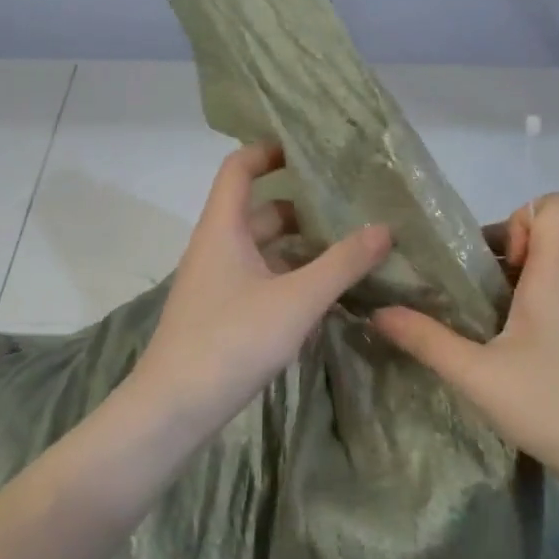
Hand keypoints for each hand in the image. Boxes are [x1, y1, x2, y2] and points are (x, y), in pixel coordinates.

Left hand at [132, 143, 391, 441]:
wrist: (174, 408)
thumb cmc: (231, 340)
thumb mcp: (296, 300)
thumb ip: (342, 263)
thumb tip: (384, 227)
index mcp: (223, 228)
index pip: (239, 168)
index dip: (269, 150)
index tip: (309, 149)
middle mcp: (215, 247)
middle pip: (258, 210)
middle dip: (300, 205)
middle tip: (349, 206)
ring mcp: (216, 283)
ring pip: (261, 249)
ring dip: (299, 246)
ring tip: (348, 247)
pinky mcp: (221, 314)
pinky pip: (260, 279)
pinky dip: (289, 277)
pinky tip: (324, 293)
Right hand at [372, 193, 558, 502]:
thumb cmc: (557, 408)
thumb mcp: (478, 377)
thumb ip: (426, 341)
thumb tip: (378, 312)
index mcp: (556, 277)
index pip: (555, 206)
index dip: (517, 217)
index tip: (486, 259)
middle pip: (543, 241)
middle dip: (498, 257)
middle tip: (463, 297)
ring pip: (549, 278)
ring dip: (511, 290)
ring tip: (477, 330)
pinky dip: (529, 318)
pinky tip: (508, 362)